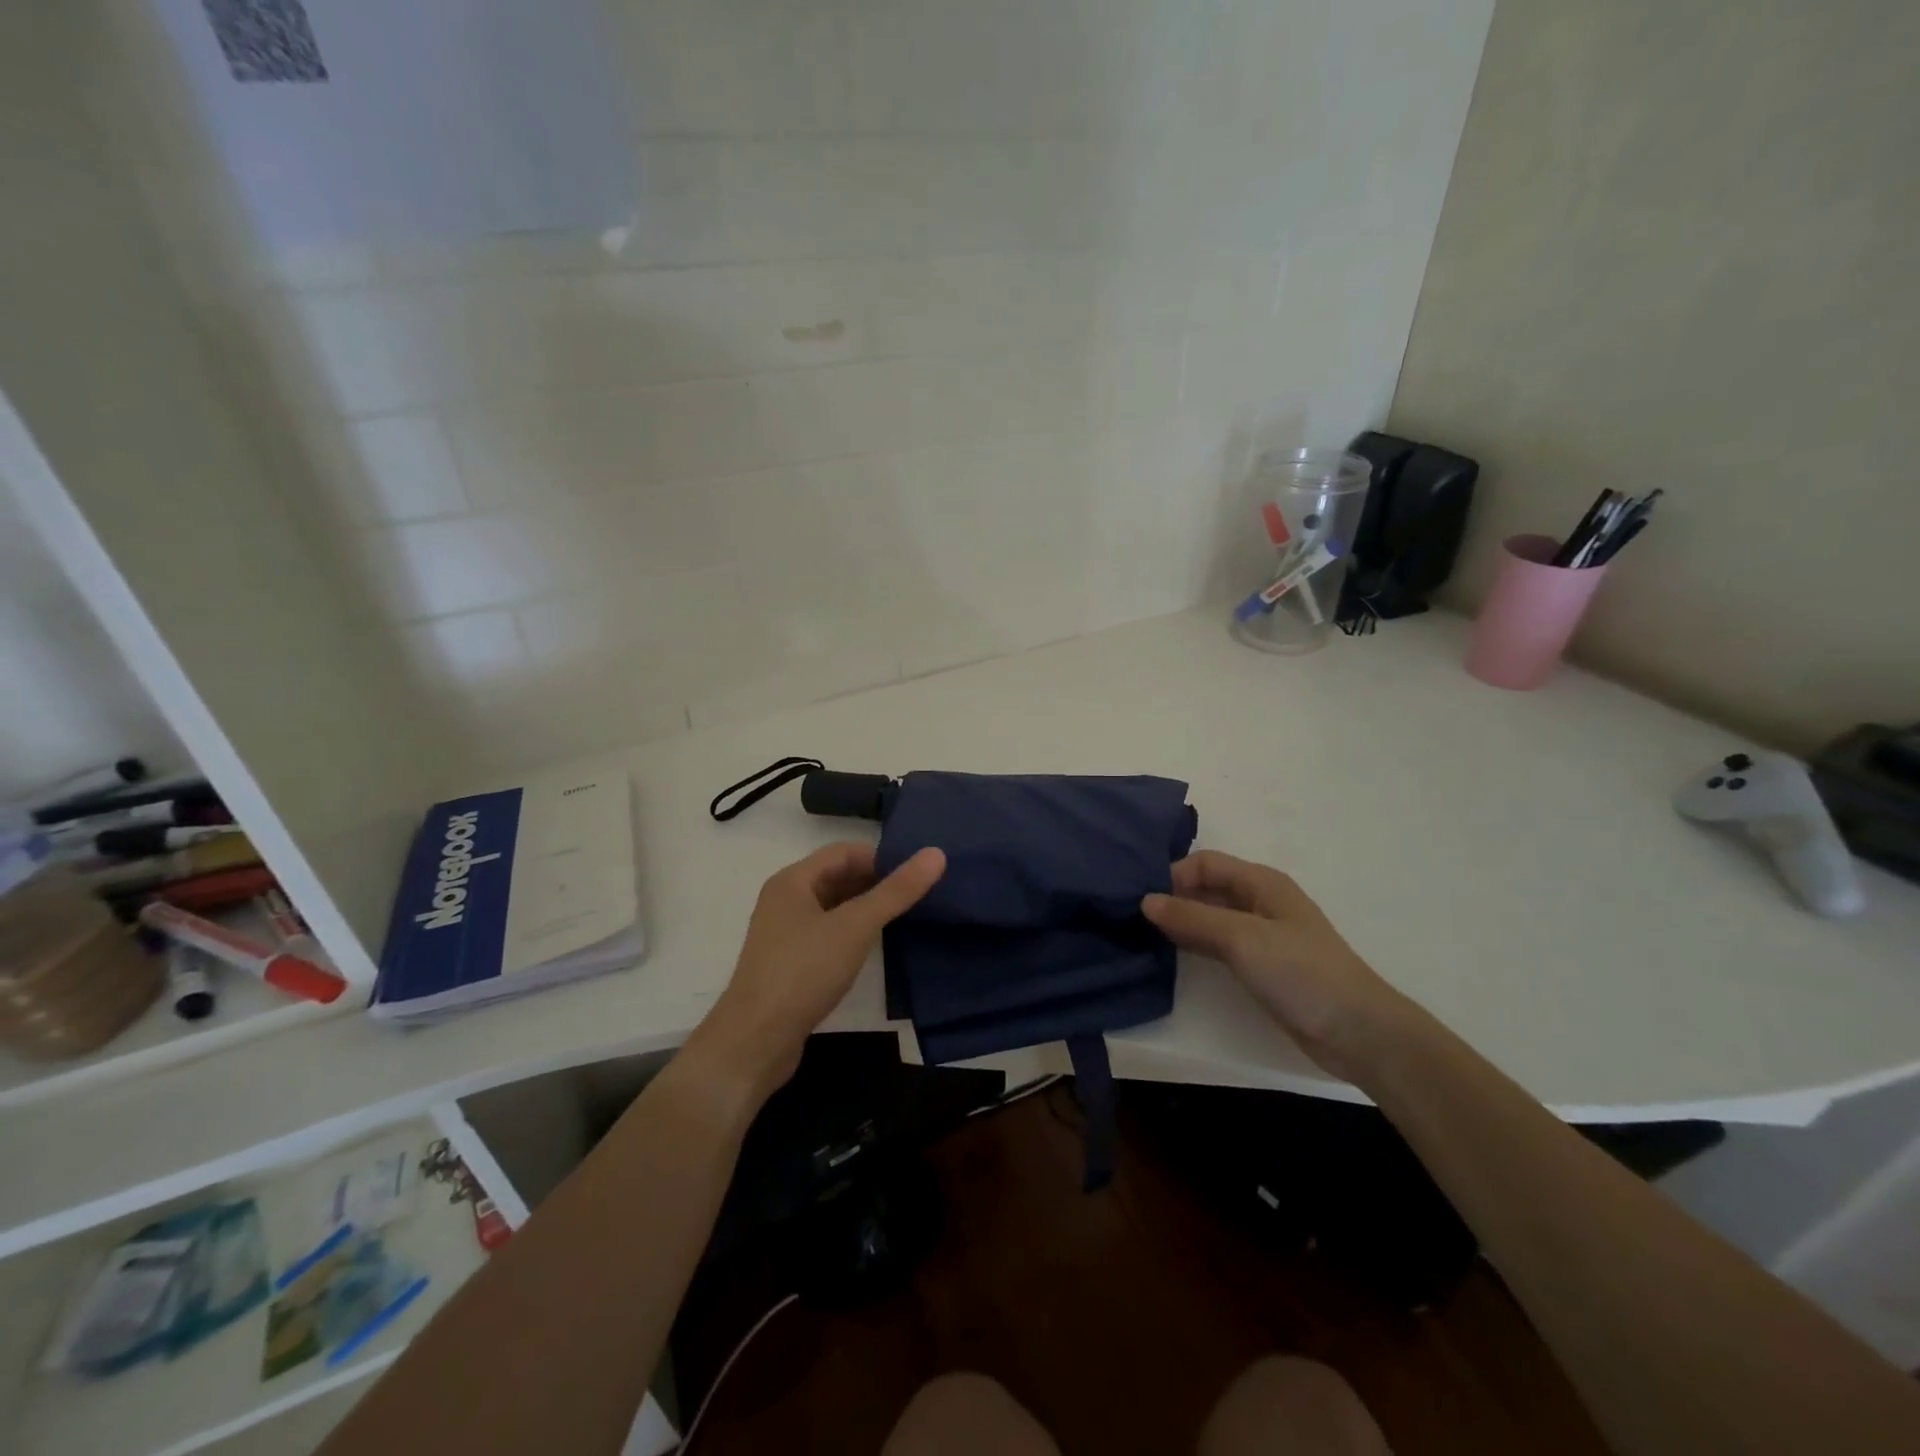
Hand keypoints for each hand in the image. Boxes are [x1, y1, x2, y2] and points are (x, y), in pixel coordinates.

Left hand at [693, 842, 945, 1098]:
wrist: (755, 1041)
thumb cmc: (804, 972)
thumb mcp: (856, 927)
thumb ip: (896, 891)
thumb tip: (936, 853)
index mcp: (793, 881)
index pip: (844, 852)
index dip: (881, 857)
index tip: (917, 873)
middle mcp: (785, 900)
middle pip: (837, 877)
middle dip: (876, 882)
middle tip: (918, 895)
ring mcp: (785, 934)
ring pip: (833, 908)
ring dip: (865, 908)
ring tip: (905, 918)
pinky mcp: (790, 964)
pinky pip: (827, 934)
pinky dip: (853, 933)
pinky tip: (875, 948)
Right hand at [1142, 850, 1405, 1080]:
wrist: (1357, 1032)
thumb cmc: (1302, 973)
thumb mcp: (1242, 938)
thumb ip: (1192, 918)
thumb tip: (1145, 901)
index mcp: (1261, 882)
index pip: (1205, 863)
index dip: (1173, 874)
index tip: (1141, 898)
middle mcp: (1259, 901)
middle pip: (1206, 887)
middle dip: (1171, 896)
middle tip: (1131, 915)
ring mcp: (1259, 935)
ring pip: (1209, 916)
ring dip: (1179, 921)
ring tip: (1140, 932)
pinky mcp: (1259, 965)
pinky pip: (1216, 944)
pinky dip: (1193, 943)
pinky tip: (1168, 952)